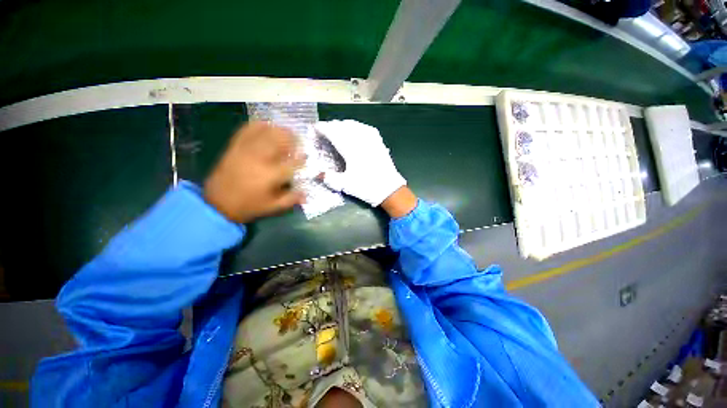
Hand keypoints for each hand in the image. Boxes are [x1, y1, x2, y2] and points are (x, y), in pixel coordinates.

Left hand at [204, 122, 305, 222]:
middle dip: (291, 138)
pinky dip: (257, 125)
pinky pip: (246, 131)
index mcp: (271, 175)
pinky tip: (265, 125)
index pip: (291, 163)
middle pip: (279, 141)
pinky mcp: (235, 147)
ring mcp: (246, 151)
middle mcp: (260, 159)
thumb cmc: (248, 206)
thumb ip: (291, 199)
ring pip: (265, 133)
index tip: (306, 156)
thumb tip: (307, 195)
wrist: (217, 202)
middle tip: (298, 139)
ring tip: (286, 131)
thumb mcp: (272, 207)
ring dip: (278, 130)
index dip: (301, 158)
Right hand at [315, 120, 405, 206]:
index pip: (334, 133)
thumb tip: (317, 174)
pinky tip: (356, 129)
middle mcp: (361, 140)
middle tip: (324, 131)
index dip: (323, 128)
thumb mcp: (345, 185)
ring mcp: (371, 140)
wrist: (389, 189)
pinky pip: (366, 128)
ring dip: (343, 125)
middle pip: (343, 126)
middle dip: (332, 126)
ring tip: (337, 129)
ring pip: (355, 125)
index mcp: (350, 149)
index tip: (315, 128)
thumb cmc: (367, 187)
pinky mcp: (379, 143)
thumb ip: (330, 178)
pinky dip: (357, 126)